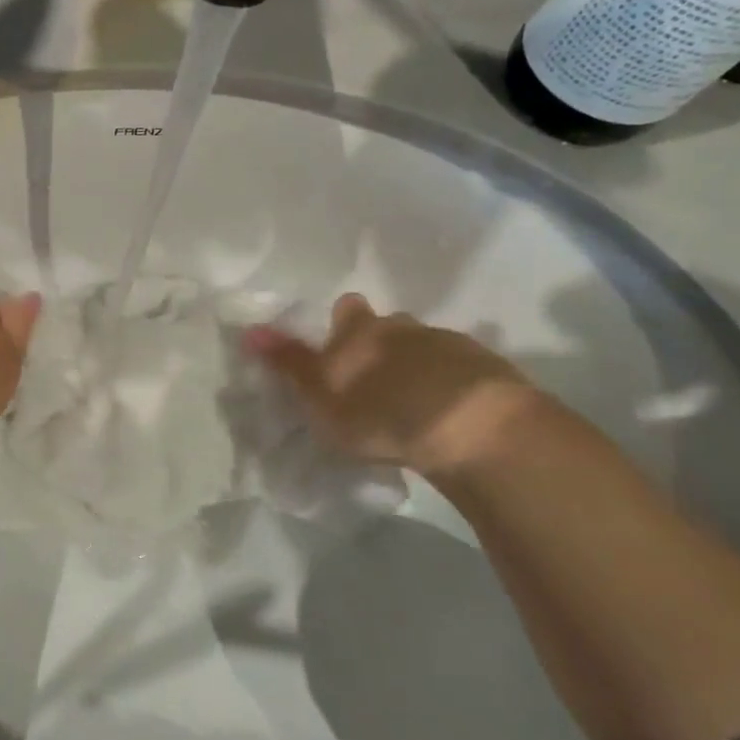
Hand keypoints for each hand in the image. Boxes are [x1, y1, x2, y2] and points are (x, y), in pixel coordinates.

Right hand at [243, 293, 545, 478]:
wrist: (472, 429)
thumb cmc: (378, 411)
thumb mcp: (319, 393)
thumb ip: (288, 362)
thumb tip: (249, 329)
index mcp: (360, 331)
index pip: (346, 310)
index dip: (343, 323)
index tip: (341, 344)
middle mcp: (403, 327)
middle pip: (390, 325)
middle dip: (383, 344)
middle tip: (377, 379)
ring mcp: (451, 345)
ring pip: (428, 347)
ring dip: (420, 366)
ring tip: (417, 402)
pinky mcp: (491, 372)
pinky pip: (464, 371)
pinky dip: (455, 386)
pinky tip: (452, 413)